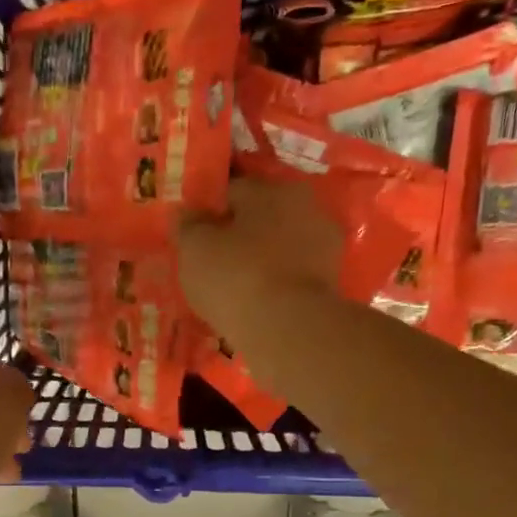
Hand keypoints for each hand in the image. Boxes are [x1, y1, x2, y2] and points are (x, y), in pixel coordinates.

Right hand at [177, 176, 342, 333]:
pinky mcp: (331, 280)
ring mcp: (323, 243)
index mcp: (270, 189)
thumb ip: (188, 226)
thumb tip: (186, 212)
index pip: (231, 191)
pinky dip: (275, 283)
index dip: (208, 213)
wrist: (288, 328)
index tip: (193, 238)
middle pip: (260, 217)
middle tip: (212, 263)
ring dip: (259, 260)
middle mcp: (304, 205)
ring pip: (278, 246)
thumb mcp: (194, 249)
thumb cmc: (235, 277)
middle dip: (237, 235)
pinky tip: (255, 303)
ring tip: (232, 288)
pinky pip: (291, 274)